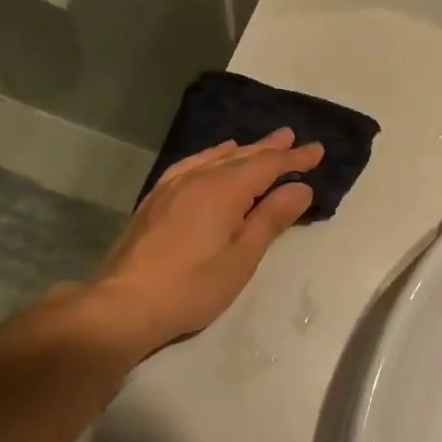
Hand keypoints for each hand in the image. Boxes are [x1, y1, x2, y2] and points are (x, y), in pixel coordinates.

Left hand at [80, 128, 322, 354]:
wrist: (124, 304)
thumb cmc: (192, 286)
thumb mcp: (242, 257)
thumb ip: (271, 218)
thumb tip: (300, 187)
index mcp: (223, 189)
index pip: (267, 165)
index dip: (294, 158)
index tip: (317, 149)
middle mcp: (197, 178)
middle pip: (240, 156)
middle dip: (269, 148)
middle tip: (290, 136)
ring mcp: (171, 186)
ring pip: (213, 159)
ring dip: (239, 151)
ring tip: (256, 145)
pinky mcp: (154, 200)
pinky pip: (189, 166)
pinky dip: (209, 158)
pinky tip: (209, 163)